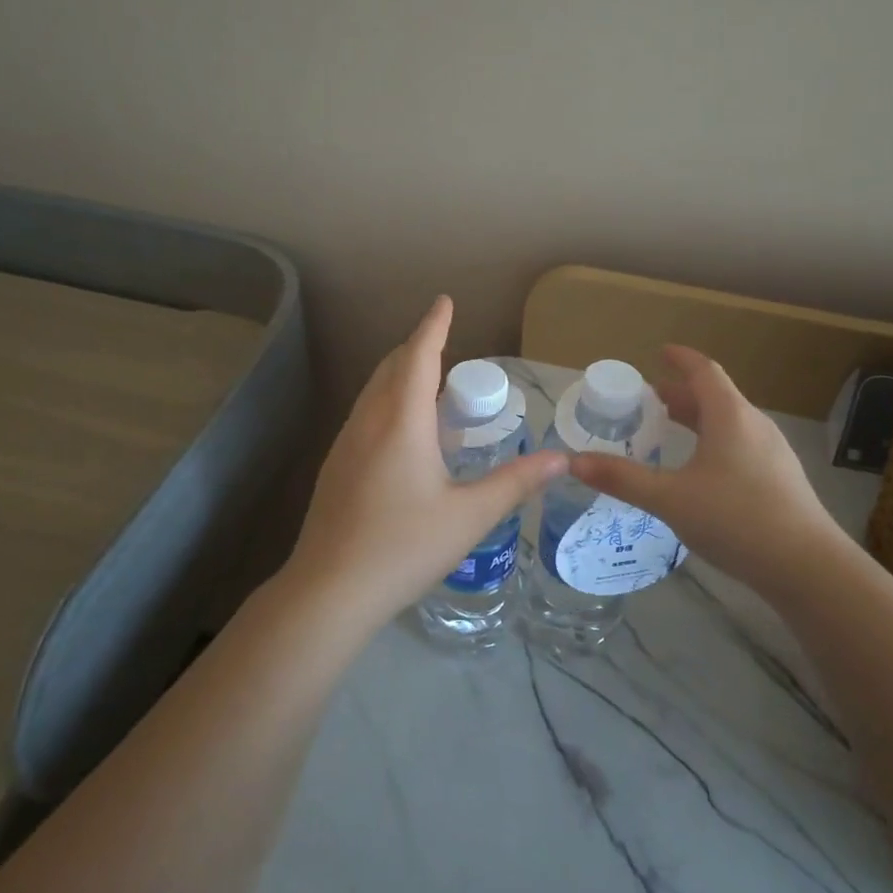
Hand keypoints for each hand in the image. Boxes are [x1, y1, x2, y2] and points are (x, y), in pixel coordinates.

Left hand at [283, 296, 567, 626]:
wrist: (330, 590)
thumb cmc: (404, 546)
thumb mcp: (470, 515)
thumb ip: (516, 483)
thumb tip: (562, 459)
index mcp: (402, 422)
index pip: (420, 357)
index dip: (434, 326)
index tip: (444, 301)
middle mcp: (369, 422)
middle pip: (392, 368)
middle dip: (418, 349)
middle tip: (447, 349)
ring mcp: (345, 444)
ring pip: (374, 391)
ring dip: (400, 376)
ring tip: (429, 387)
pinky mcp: (335, 467)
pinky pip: (365, 415)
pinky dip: (387, 403)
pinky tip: (402, 436)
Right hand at [570, 345, 839, 603]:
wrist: (807, 567)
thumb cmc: (736, 519)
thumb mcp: (670, 498)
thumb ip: (622, 479)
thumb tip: (573, 462)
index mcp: (730, 416)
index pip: (704, 371)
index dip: (680, 359)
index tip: (659, 353)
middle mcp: (754, 425)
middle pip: (715, 397)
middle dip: (681, 394)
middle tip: (649, 399)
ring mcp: (772, 453)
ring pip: (729, 423)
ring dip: (698, 420)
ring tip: (670, 431)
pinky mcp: (780, 480)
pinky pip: (740, 445)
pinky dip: (713, 443)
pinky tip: (700, 472)